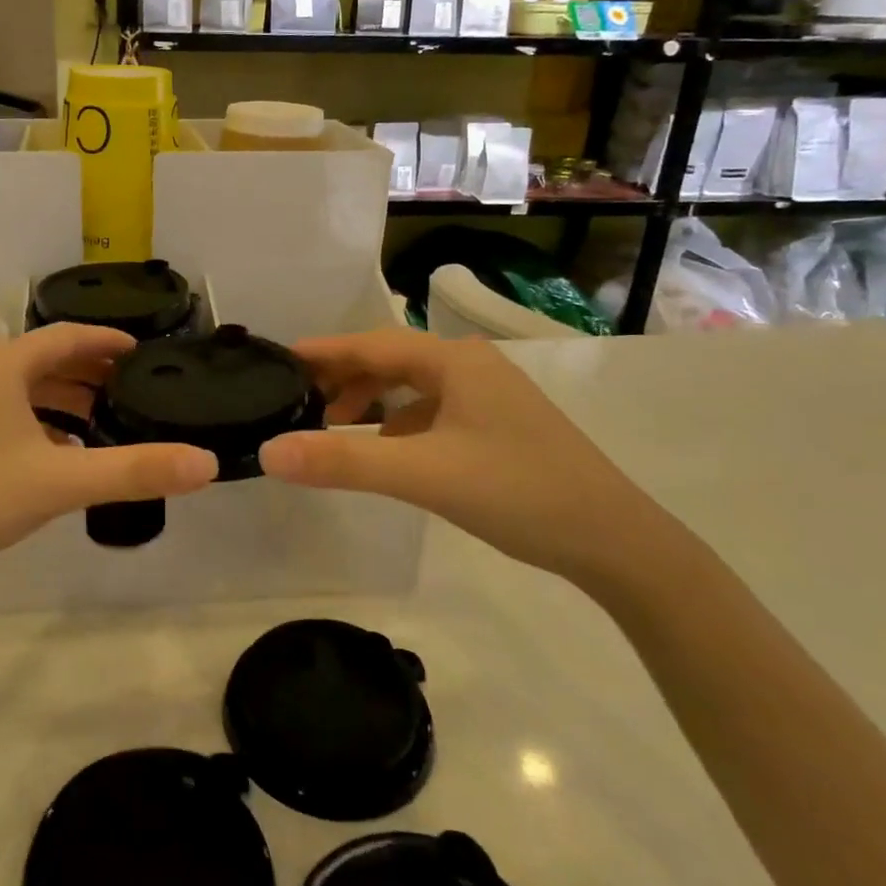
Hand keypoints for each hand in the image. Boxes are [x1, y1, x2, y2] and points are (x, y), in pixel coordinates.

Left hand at [0, 323, 218, 592]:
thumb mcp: (60, 482)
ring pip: (19, 384)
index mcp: (1, 364)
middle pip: (43, 358)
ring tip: (99, 419)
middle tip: (130, 389)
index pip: (67, 336)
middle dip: (88, 372)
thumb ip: (135, 471)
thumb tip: (206, 464)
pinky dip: (32, 417)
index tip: (142, 350)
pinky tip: (52, 451)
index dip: (107, 340)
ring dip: (60, 397)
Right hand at [259, 329, 668, 585]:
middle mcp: (472, 367)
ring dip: (371, 400)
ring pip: (413, 386)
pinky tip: (387, 450)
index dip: (323, 351)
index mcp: (455, 361)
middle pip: (391, 360)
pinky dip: (399, 423)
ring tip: (334, 426)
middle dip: (343, 377)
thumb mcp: (423, 475)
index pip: (371, 344)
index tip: (278, 358)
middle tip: (298, 398)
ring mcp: (489, 397)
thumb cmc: (518, 492)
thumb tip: (269, 451)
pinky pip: (433, 411)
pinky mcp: (498, 426)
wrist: (616, 542)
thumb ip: (343, 463)